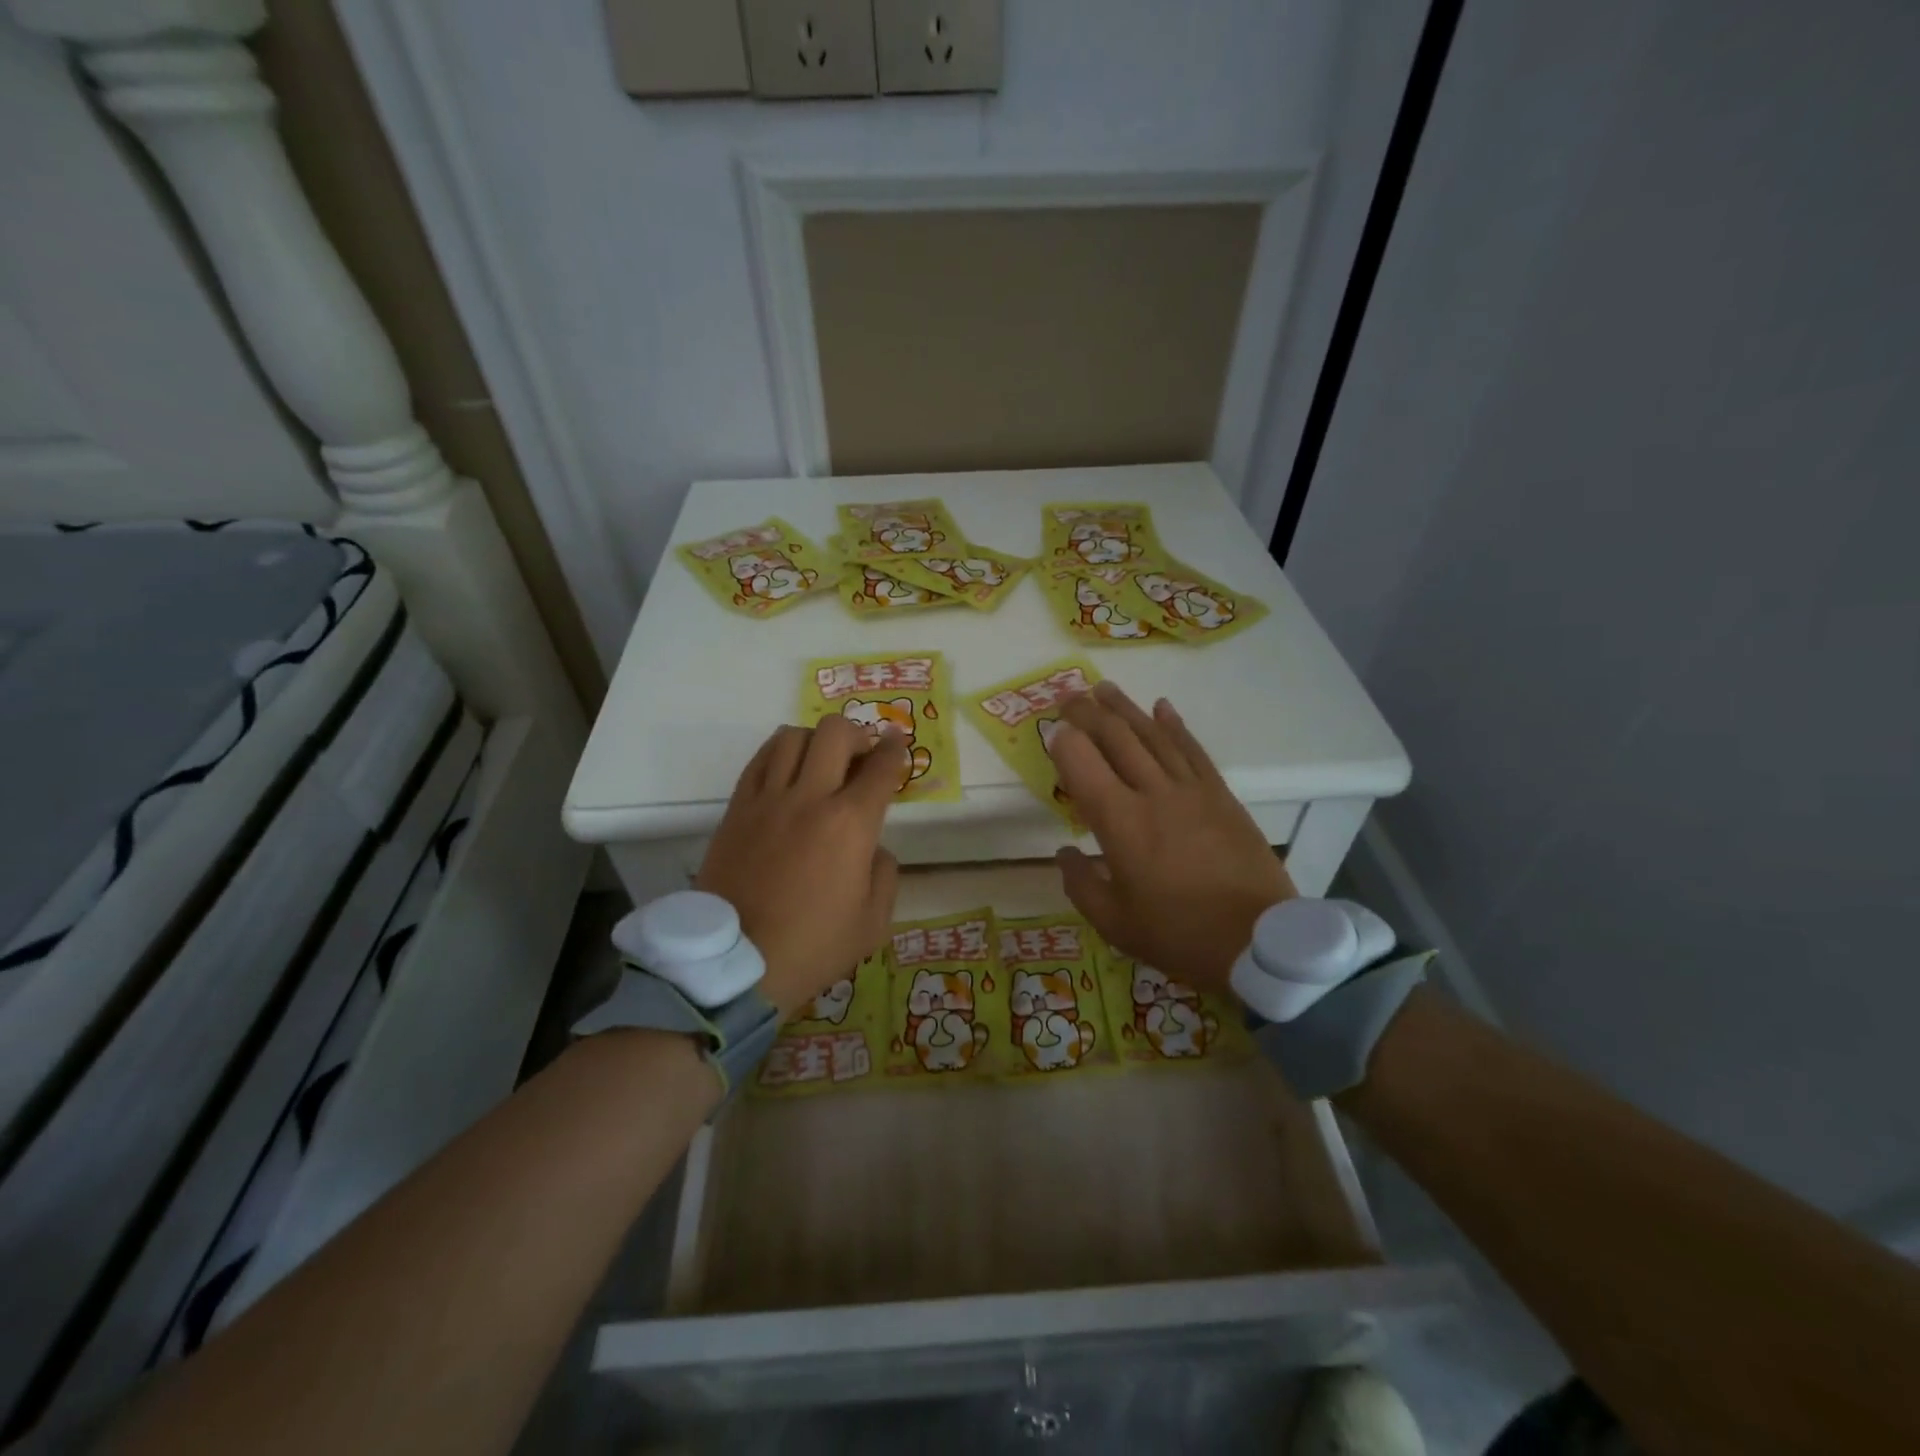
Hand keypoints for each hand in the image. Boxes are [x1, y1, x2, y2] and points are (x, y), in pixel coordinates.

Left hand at [696, 718, 904, 1016]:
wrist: (737, 963)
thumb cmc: (813, 946)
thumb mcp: (873, 921)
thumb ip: (885, 873)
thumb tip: (872, 847)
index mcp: (851, 824)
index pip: (881, 768)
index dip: (895, 750)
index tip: (897, 743)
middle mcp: (810, 798)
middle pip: (835, 733)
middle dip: (857, 735)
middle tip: (861, 757)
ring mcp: (768, 800)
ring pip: (792, 737)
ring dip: (815, 741)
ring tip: (820, 762)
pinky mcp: (736, 809)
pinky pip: (759, 760)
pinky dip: (779, 753)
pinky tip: (787, 769)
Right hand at [1049, 683, 1294, 993]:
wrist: (1259, 941)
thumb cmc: (1180, 934)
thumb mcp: (1115, 923)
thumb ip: (1081, 884)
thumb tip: (1065, 852)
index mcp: (1120, 822)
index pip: (1083, 763)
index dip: (1063, 742)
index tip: (1052, 732)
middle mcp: (1153, 793)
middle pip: (1117, 737)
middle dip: (1088, 712)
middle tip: (1068, 696)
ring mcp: (1191, 789)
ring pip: (1153, 735)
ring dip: (1126, 708)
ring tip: (1104, 689)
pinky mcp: (1221, 795)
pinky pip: (1192, 750)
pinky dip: (1174, 725)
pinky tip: (1162, 707)